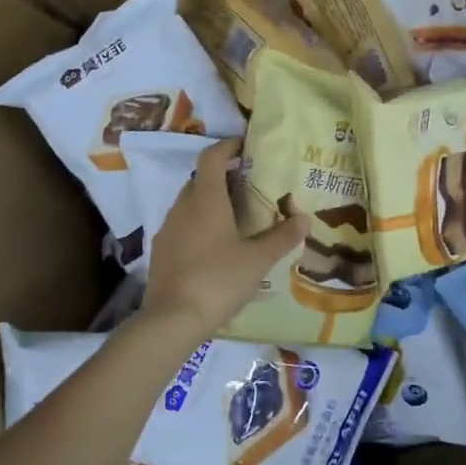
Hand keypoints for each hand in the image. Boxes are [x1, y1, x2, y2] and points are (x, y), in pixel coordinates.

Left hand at [143, 139, 306, 333]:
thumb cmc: (219, 279)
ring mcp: (167, 229)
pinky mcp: (161, 251)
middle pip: (201, 179)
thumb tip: (304, 218)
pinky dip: (199, 224)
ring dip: (210, 202)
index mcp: (206, 199)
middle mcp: (182, 206)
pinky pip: (182, 226)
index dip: (228, 146)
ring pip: (190, 203)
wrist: (173, 319)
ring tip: (236, 217)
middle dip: (222, 176)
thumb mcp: (259, 259)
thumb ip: (283, 236)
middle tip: (249, 185)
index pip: (212, 156)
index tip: (246, 146)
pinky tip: (216, 247)